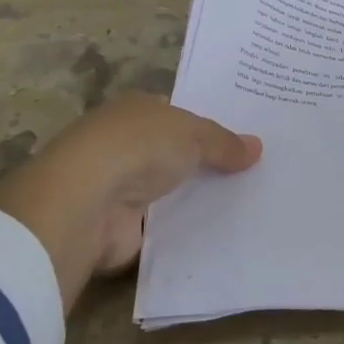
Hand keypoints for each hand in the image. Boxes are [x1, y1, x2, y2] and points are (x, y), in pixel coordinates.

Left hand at [0, 91, 261, 312]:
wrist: (87, 202)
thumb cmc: (138, 147)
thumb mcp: (193, 134)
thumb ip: (223, 142)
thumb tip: (257, 147)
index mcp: (137, 109)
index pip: (177, 114)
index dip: (207, 125)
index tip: (242, 138)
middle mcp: (125, 144)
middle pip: (174, 153)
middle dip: (205, 162)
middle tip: (253, 172)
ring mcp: (119, 186)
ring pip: (169, 190)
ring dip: (194, 198)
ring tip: (246, 204)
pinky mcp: (121, 227)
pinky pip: (163, 227)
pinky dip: (183, 231)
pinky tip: (219, 234)